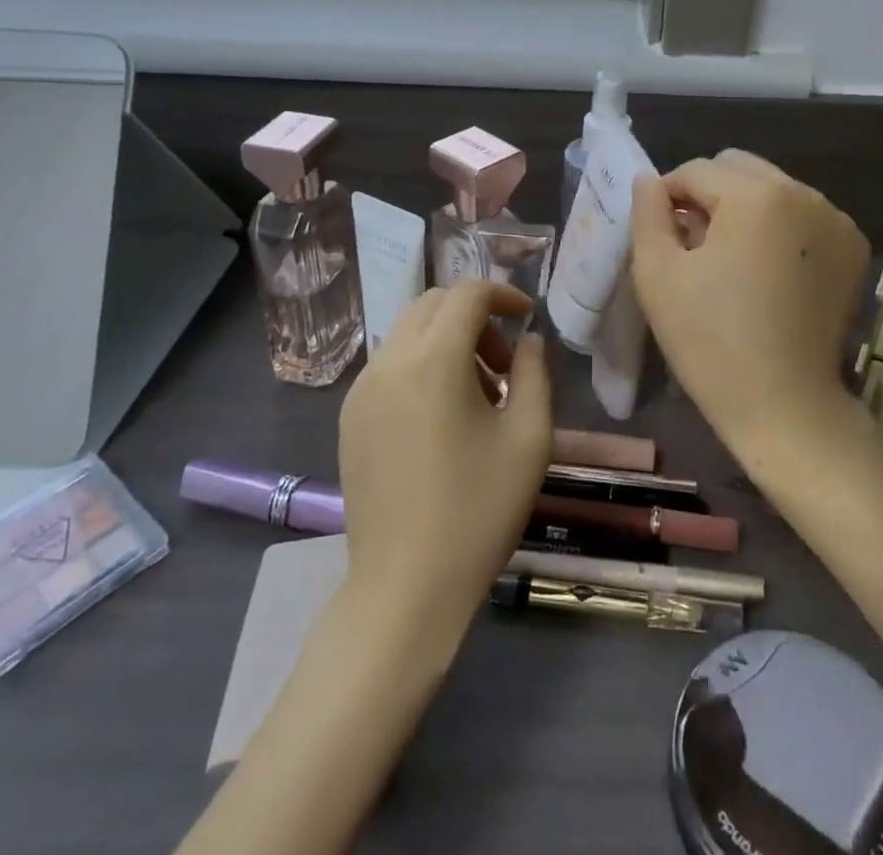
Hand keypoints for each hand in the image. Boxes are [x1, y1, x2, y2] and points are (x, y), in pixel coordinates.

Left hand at [338, 281, 552, 609]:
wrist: (406, 588)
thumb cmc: (478, 510)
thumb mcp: (529, 437)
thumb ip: (534, 373)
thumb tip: (527, 340)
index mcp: (433, 360)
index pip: (467, 294)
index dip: (503, 294)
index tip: (527, 317)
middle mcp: (389, 363)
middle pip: (433, 304)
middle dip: (474, 317)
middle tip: (504, 364)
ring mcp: (361, 391)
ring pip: (409, 333)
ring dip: (447, 341)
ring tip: (478, 395)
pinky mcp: (349, 418)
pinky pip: (390, 365)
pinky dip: (421, 365)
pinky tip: (442, 416)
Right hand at [631, 150, 870, 466]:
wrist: (785, 407)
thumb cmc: (711, 341)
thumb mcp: (658, 275)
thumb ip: (648, 214)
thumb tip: (649, 180)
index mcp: (757, 194)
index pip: (696, 170)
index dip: (667, 197)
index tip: (659, 235)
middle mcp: (804, 193)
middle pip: (738, 168)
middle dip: (707, 194)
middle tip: (692, 244)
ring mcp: (835, 219)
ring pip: (772, 189)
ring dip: (743, 209)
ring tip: (729, 259)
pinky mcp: (853, 247)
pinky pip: (802, 215)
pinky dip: (778, 228)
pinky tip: (766, 271)